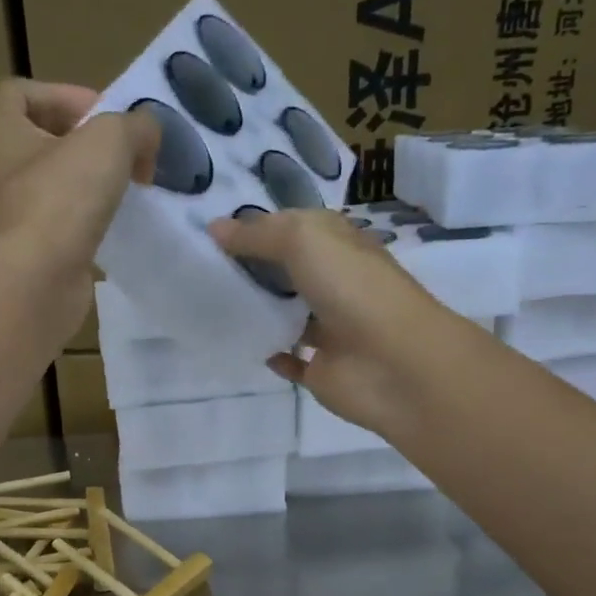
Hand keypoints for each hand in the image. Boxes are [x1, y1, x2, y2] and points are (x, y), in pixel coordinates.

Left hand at [0, 78, 158, 276]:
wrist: (38, 280)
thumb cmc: (62, 197)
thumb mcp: (110, 139)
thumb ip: (136, 125)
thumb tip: (148, 134)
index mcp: (2, 131)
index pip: (20, 92)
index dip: (63, 93)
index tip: (102, 113)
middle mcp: (4, 170)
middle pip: (47, 139)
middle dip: (90, 141)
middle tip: (127, 153)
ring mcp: (19, 214)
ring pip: (62, 184)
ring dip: (97, 182)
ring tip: (132, 188)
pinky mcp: (39, 250)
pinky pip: (70, 223)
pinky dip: (96, 220)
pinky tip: (122, 224)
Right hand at [207, 208, 463, 436]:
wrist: (396, 365)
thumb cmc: (353, 290)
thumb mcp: (304, 240)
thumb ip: (258, 234)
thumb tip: (214, 229)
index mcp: (339, 245)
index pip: (294, 227)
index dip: (258, 225)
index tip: (211, 229)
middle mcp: (336, 283)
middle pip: (287, 270)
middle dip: (251, 266)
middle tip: (199, 265)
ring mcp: (330, 329)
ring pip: (287, 314)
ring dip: (257, 309)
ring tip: (207, 302)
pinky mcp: (322, 369)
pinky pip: (289, 360)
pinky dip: (269, 353)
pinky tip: (242, 344)